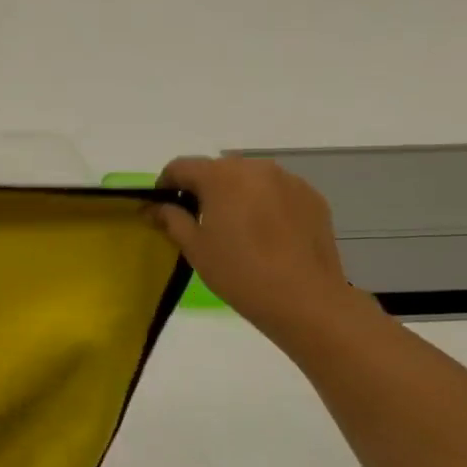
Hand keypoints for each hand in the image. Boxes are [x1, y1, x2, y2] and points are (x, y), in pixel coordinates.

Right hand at [154, 154, 373, 342]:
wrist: (305, 299)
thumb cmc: (239, 272)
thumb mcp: (195, 247)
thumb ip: (171, 219)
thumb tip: (154, 207)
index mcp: (221, 176)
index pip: (181, 166)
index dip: (165, 185)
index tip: (162, 209)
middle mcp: (256, 168)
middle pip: (217, 169)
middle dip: (202, 189)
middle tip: (198, 221)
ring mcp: (289, 180)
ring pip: (249, 179)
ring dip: (235, 195)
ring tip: (235, 229)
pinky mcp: (312, 197)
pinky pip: (277, 192)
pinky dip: (264, 204)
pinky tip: (265, 235)